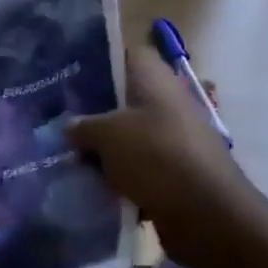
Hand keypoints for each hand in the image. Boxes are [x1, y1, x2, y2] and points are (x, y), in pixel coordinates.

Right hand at [66, 51, 252, 231]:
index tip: (70, 75)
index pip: (127, 54)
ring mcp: (176, 136)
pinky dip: (122, 173)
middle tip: (61, 118)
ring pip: (132, 133)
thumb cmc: (155, 156)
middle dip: (96, 109)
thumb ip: (83, 126)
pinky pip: (141, 164)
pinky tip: (94, 182)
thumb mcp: (106, 135)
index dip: (99, 61)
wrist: (206, 213)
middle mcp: (168, 101)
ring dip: (107, 145)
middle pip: (126, 97)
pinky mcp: (178, 169)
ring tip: (71, 152)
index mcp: (155, 79)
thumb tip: (71, 126)